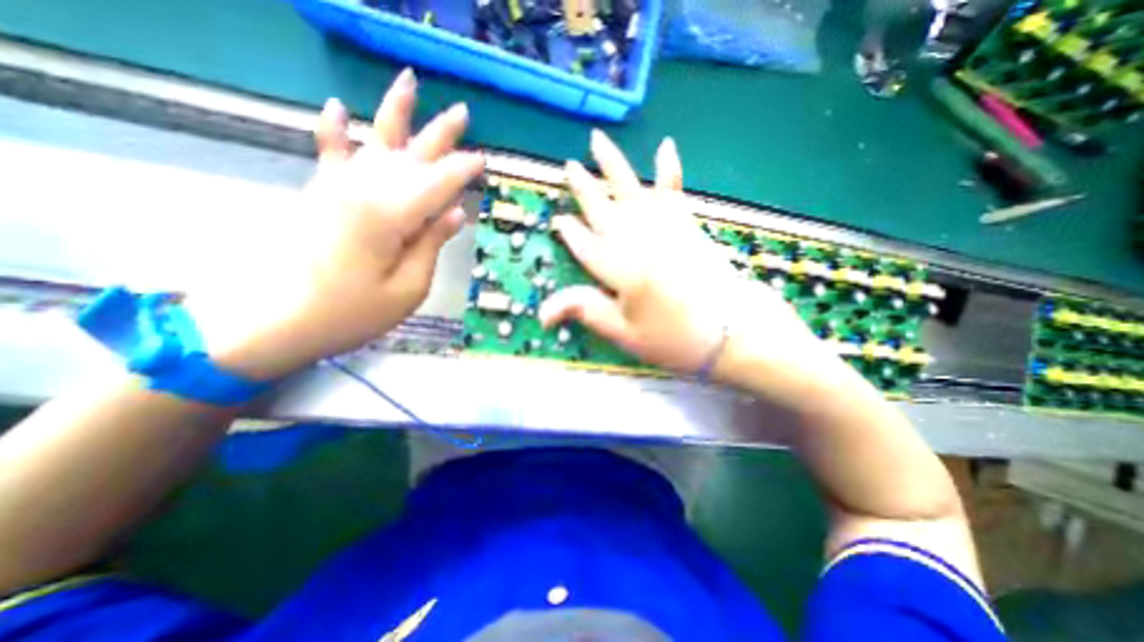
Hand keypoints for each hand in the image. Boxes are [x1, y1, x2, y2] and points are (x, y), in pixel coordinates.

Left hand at [188, 70, 480, 380]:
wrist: (273, 322)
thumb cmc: (351, 313)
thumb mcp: (408, 289)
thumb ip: (431, 246)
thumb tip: (455, 213)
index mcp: (391, 216)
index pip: (438, 184)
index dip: (463, 171)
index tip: (484, 160)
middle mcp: (364, 190)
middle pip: (411, 155)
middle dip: (440, 135)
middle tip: (463, 113)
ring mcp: (337, 188)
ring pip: (376, 143)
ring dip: (395, 114)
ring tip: (409, 84)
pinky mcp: (320, 196)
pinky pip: (330, 155)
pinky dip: (334, 131)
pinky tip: (336, 108)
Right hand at [541, 133, 828, 379]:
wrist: (731, 332)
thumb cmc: (673, 338)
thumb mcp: (623, 333)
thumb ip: (585, 312)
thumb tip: (541, 314)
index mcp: (616, 267)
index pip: (583, 244)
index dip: (569, 232)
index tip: (558, 220)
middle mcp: (635, 238)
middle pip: (602, 208)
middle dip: (583, 188)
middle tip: (568, 167)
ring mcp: (663, 226)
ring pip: (630, 189)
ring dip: (612, 165)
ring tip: (597, 140)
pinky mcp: (686, 225)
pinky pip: (675, 191)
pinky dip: (670, 169)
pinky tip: (666, 146)